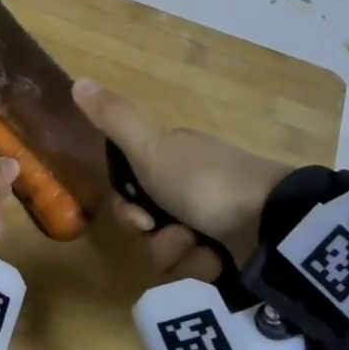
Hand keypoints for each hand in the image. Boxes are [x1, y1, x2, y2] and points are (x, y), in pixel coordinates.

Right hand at [73, 79, 288, 278]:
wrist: (270, 222)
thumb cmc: (203, 181)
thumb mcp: (150, 148)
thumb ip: (114, 119)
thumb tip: (78, 80)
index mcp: (171, 159)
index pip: (128, 193)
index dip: (128, 211)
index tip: (141, 217)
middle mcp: (187, 187)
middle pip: (146, 228)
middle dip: (155, 239)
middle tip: (176, 235)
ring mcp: (210, 220)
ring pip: (167, 253)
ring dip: (178, 256)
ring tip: (202, 250)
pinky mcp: (228, 252)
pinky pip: (194, 269)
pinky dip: (201, 268)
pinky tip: (218, 261)